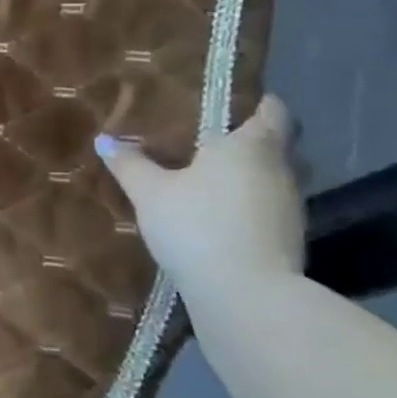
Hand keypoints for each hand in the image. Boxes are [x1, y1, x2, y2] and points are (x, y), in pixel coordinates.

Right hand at [94, 95, 303, 300]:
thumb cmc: (197, 226)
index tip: (231, 102)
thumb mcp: (151, 193)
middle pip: (277, 143)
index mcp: (252, 145)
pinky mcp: (290, 239)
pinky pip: (269, 208)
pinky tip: (218, 216)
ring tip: (208, 179)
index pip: (273, 109)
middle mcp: (281, 169)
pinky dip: (249, 205)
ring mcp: (291, 206)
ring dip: (249, 176)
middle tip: (209, 140)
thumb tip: (105, 140)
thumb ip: (130, 164)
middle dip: (249, 139)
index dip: (257, 102)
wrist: (246, 296)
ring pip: (273, 177)